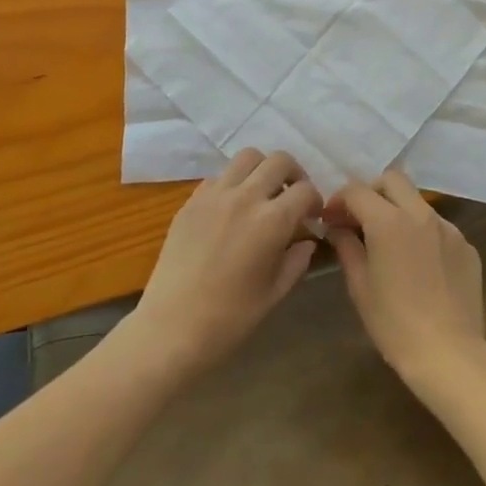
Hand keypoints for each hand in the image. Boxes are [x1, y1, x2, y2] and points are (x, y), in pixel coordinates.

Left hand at [125, 150, 320, 377]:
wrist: (171, 328)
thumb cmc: (230, 319)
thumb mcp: (274, 293)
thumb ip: (296, 261)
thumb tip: (306, 241)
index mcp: (272, 221)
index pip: (305, 190)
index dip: (314, 201)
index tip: (312, 216)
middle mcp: (246, 197)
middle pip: (279, 160)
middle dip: (294, 174)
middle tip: (292, 196)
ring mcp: (215, 195)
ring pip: (247, 157)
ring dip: (262, 169)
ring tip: (262, 193)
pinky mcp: (191, 201)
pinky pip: (219, 177)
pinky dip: (233, 183)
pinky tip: (231, 208)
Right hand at [325, 170, 485, 387]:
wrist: (450, 354)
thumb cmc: (395, 324)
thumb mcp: (360, 287)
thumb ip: (347, 248)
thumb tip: (337, 228)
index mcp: (389, 221)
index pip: (358, 190)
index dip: (339, 200)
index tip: (331, 219)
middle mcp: (421, 214)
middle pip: (393, 179)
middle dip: (372, 192)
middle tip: (360, 219)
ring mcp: (449, 228)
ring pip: (418, 202)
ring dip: (399, 211)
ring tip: (391, 243)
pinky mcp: (467, 246)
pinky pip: (439, 228)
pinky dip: (423, 234)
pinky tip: (420, 265)